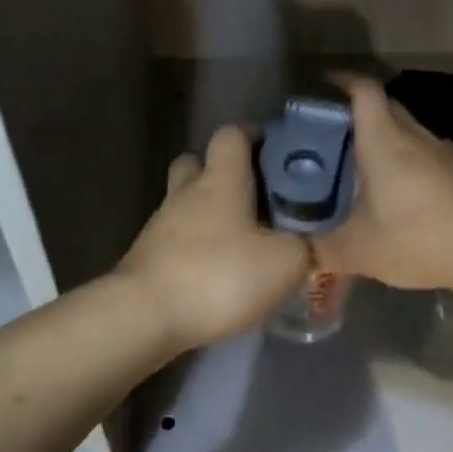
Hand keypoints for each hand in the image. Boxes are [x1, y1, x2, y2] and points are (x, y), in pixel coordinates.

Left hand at [116, 125, 309, 350]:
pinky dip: (197, 247)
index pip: (231, 134)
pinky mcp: (148, 257)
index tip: (275, 153)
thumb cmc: (219, 276)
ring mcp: (161, 224)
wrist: (144, 317)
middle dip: (224, 174)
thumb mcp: (284, 263)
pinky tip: (218, 272)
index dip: (252, 137)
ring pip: (187, 203)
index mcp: (221, 179)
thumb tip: (308, 242)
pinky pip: (177, 239)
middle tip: (256, 198)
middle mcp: (187, 192)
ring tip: (242, 241)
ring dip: (210, 215)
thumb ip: (304, 246)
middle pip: (199, 163)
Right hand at [314, 76, 452, 295]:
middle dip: (363, 111)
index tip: (327, 81)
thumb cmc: (417, 239)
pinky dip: (416, 163)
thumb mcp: (359, 251)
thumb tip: (292, 257)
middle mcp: (416, 136)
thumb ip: (321, 251)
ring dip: (392, 139)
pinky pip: (433, 155)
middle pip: (388, 107)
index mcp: (384, 141)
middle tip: (340, 134)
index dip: (344, 79)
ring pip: (412, 132)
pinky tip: (413, 195)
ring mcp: (447, 151)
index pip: (364, 90)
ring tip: (374, 168)